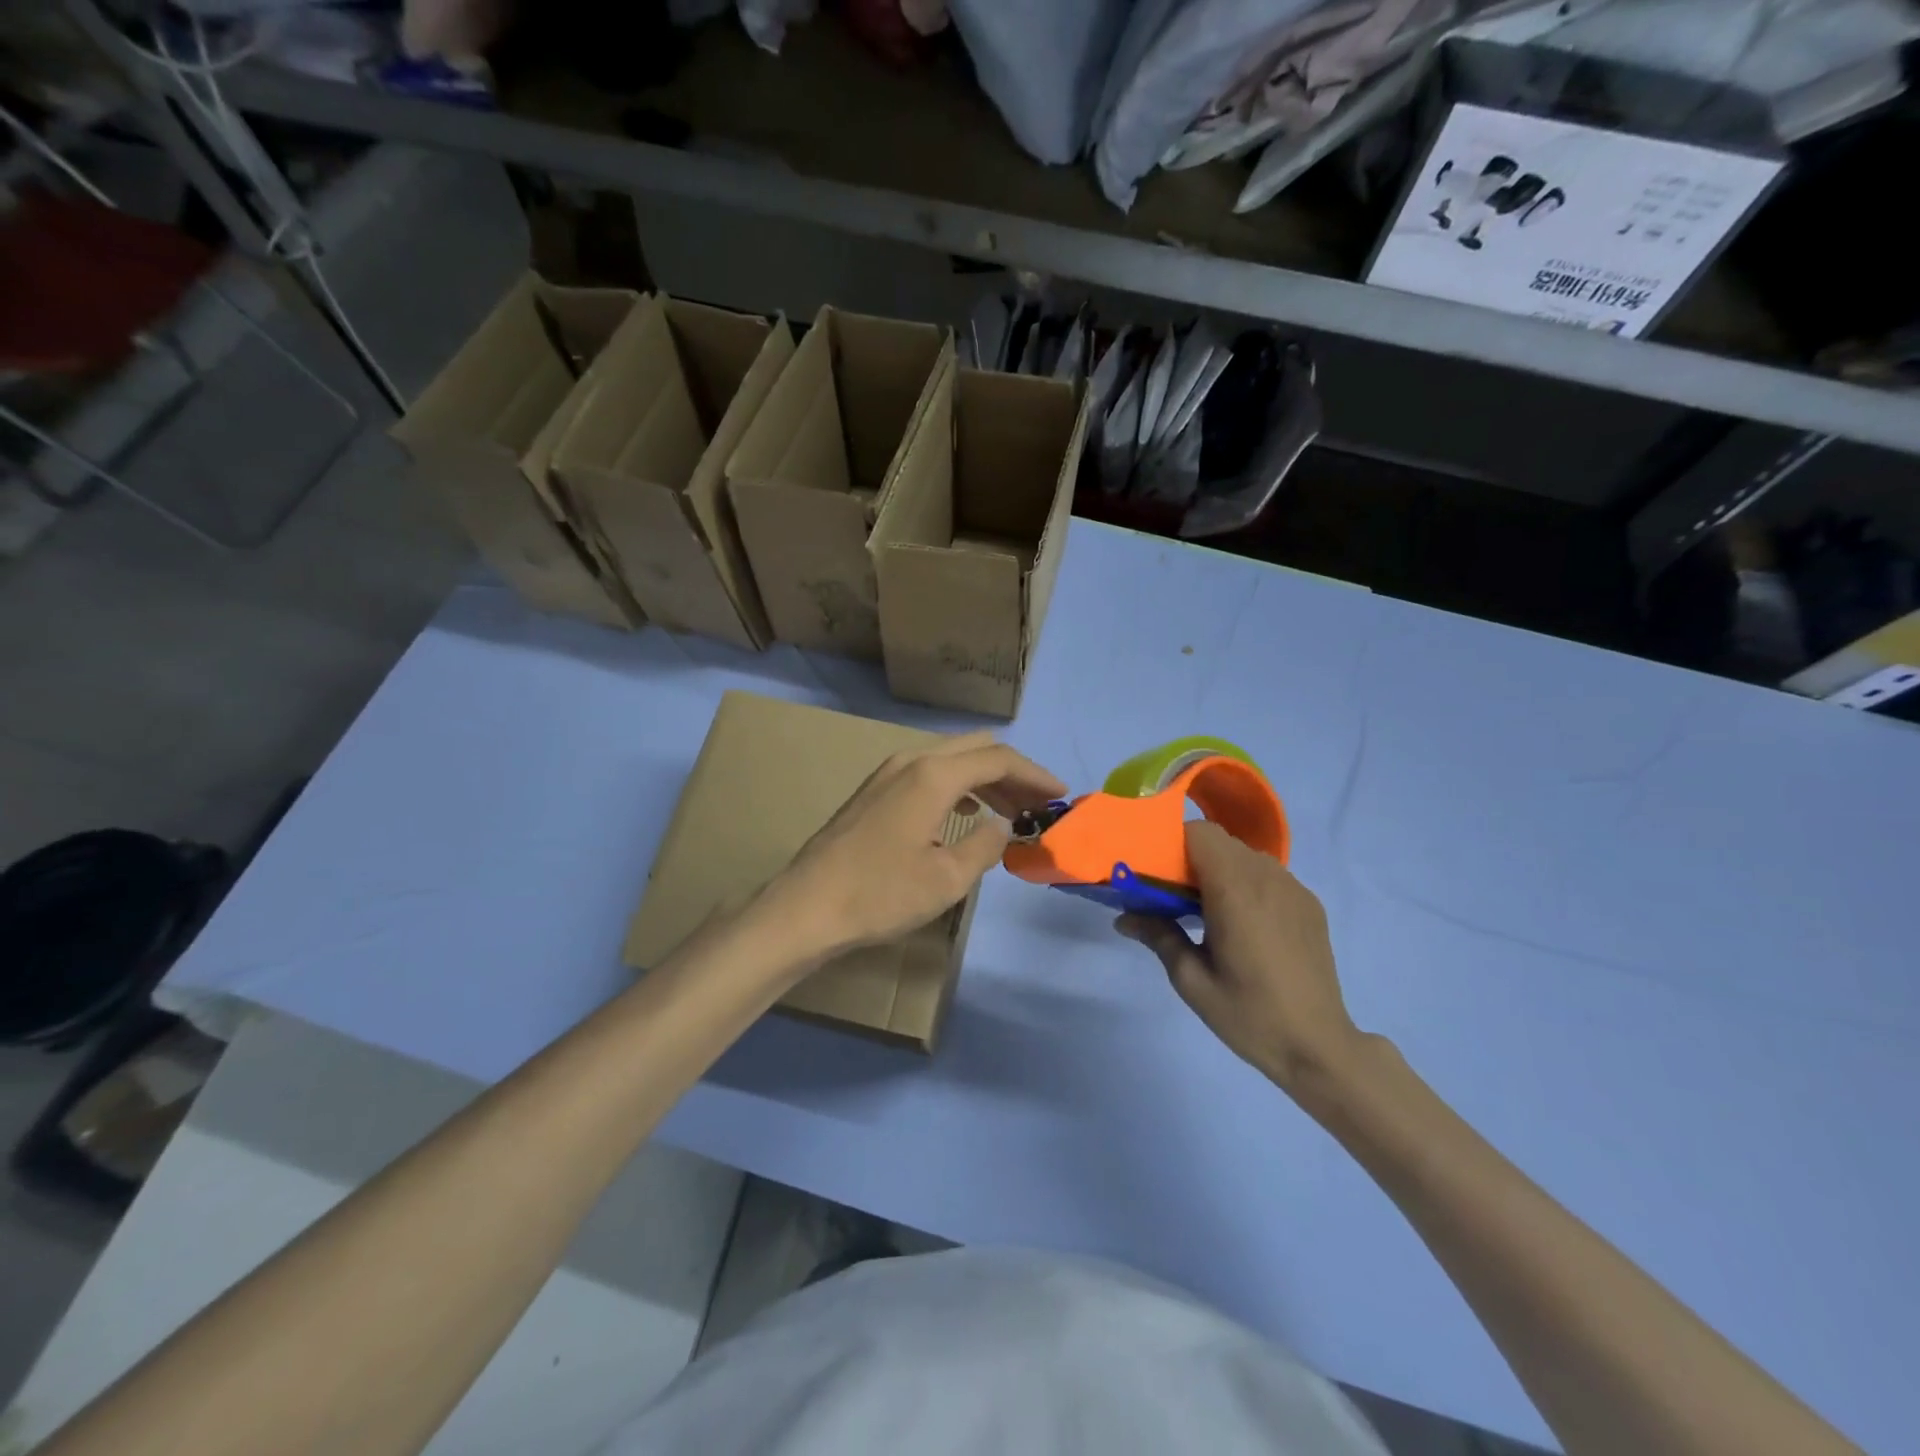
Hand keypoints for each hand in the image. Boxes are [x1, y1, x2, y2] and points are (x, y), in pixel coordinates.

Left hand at [762, 731, 1065, 961]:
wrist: (806, 907)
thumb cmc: (880, 894)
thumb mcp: (947, 878)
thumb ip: (986, 845)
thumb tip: (1003, 825)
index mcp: (934, 775)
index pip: (999, 758)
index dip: (1035, 774)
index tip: (1060, 795)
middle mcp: (910, 761)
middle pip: (975, 750)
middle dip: (1012, 772)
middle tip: (1038, 802)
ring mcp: (887, 774)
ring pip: (950, 760)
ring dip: (985, 779)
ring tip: (1011, 810)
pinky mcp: (874, 792)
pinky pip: (927, 774)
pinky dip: (957, 786)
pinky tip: (966, 813)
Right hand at [1117, 821, 1360, 1096]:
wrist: (1319, 1047)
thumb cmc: (1249, 1015)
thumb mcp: (1191, 980)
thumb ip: (1158, 936)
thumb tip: (1124, 917)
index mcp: (1235, 890)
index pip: (1199, 833)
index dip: (1173, 843)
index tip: (1157, 872)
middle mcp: (1267, 877)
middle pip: (1220, 841)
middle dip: (1191, 857)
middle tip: (1174, 895)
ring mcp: (1293, 888)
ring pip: (1245, 855)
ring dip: (1220, 869)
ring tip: (1208, 911)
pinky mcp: (1309, 904)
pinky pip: (1269, 875)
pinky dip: (1247, 883)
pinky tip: (1244, 925)